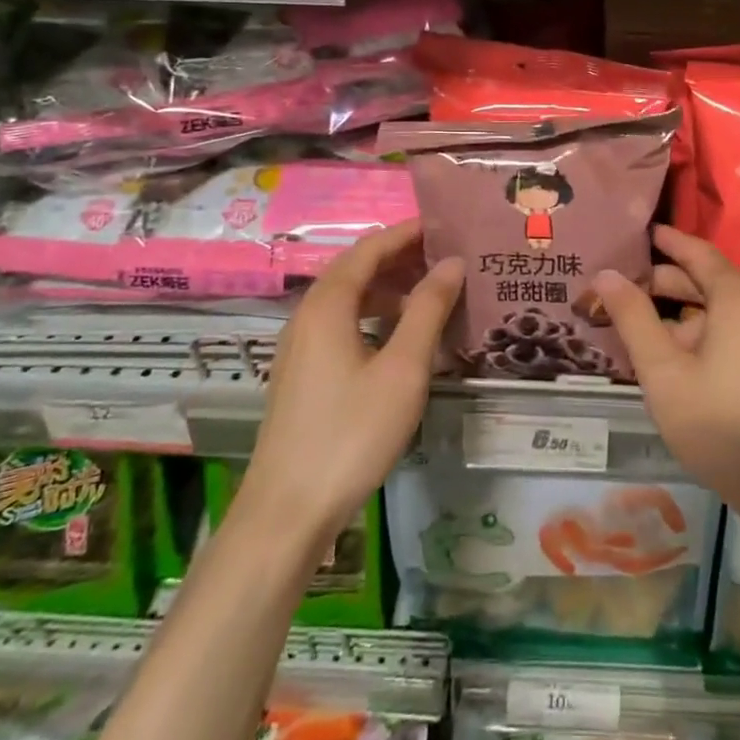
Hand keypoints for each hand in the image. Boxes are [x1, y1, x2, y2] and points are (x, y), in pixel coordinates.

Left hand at [241, 219, 463, 547]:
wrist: (287, 512)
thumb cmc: (351, 434)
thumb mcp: (402, 370)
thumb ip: (428, 310)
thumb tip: (453, 263)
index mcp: (328, 304)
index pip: (370, 248)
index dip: (408, 233)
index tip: (447, 226)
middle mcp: (308, 314)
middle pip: (357, 268)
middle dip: (401, 258)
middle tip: (448, 258)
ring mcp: (301, 346)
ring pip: (349, 298)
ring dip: (390, 289)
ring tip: (434, 294)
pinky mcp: (303, 373)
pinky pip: (343, 324)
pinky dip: (375, 317)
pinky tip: (402, 337)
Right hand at [593, 226, 739, 546]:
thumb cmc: (723, 424)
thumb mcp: (664, 372)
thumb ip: (633, 319)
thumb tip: (606, 274)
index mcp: (739, 298)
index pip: (699, 253)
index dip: (670, 242)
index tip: (647, 232)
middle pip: (714, 282)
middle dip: (672, 283)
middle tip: (633, 290)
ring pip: (730, 312)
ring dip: (691, 314)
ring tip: (655, 331)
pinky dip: (715, 333)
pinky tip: (694, 363)